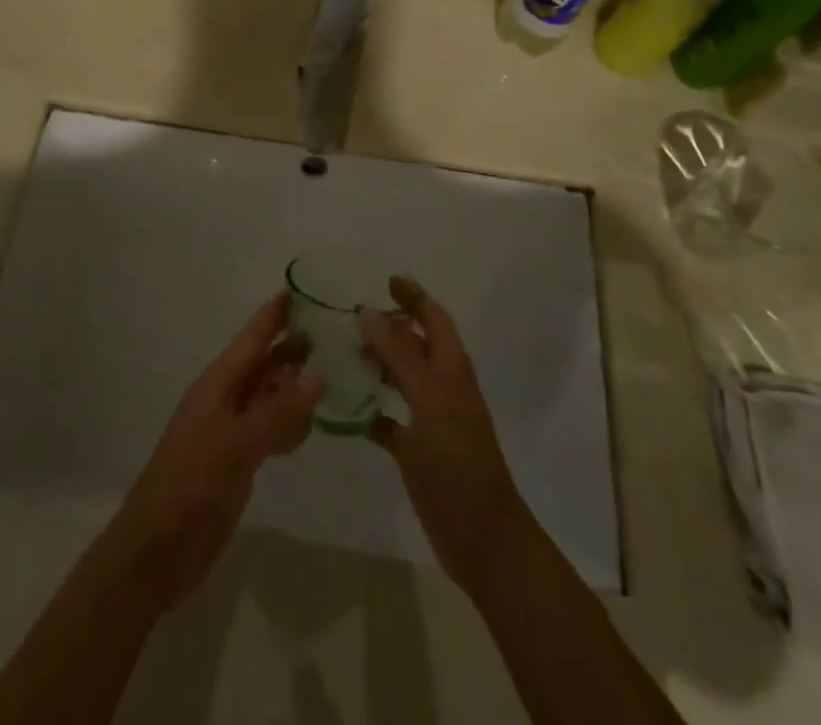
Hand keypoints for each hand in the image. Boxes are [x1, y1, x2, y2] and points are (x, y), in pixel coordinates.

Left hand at [101, 293, 321, 614]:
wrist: (156, 552)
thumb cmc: (190, 486)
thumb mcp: (236, 444)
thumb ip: (279, 410)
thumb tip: (320, 370)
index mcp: (218, 384)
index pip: (252, 338)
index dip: (275, 313)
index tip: (303, 287)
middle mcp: (227, 399)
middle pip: (266, 363)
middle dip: (296, 346)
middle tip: (339, 330)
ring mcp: (234, 431)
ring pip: (272, 396)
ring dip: (299, 384)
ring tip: (340, 370)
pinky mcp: (240, 461)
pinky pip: (273, 429)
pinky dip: (294, 422)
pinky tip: (318, 422)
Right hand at [358, 277, 531, 598]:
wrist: (482, 539)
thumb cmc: (459, 463)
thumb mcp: (430, 401)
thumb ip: (400, 356)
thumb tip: (368, 311)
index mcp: (452, 370)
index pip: (434, 318)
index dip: (414, 297)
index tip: (385, 280)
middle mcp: (442, 388)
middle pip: (414, 345)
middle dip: (387, 327)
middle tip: (348, 316)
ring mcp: (430, 420)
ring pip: (399, 379)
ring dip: (374, 363)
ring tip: (339, 352)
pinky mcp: (416, 451)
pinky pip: (387, 420)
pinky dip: (367, 410)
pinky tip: (342, 407)